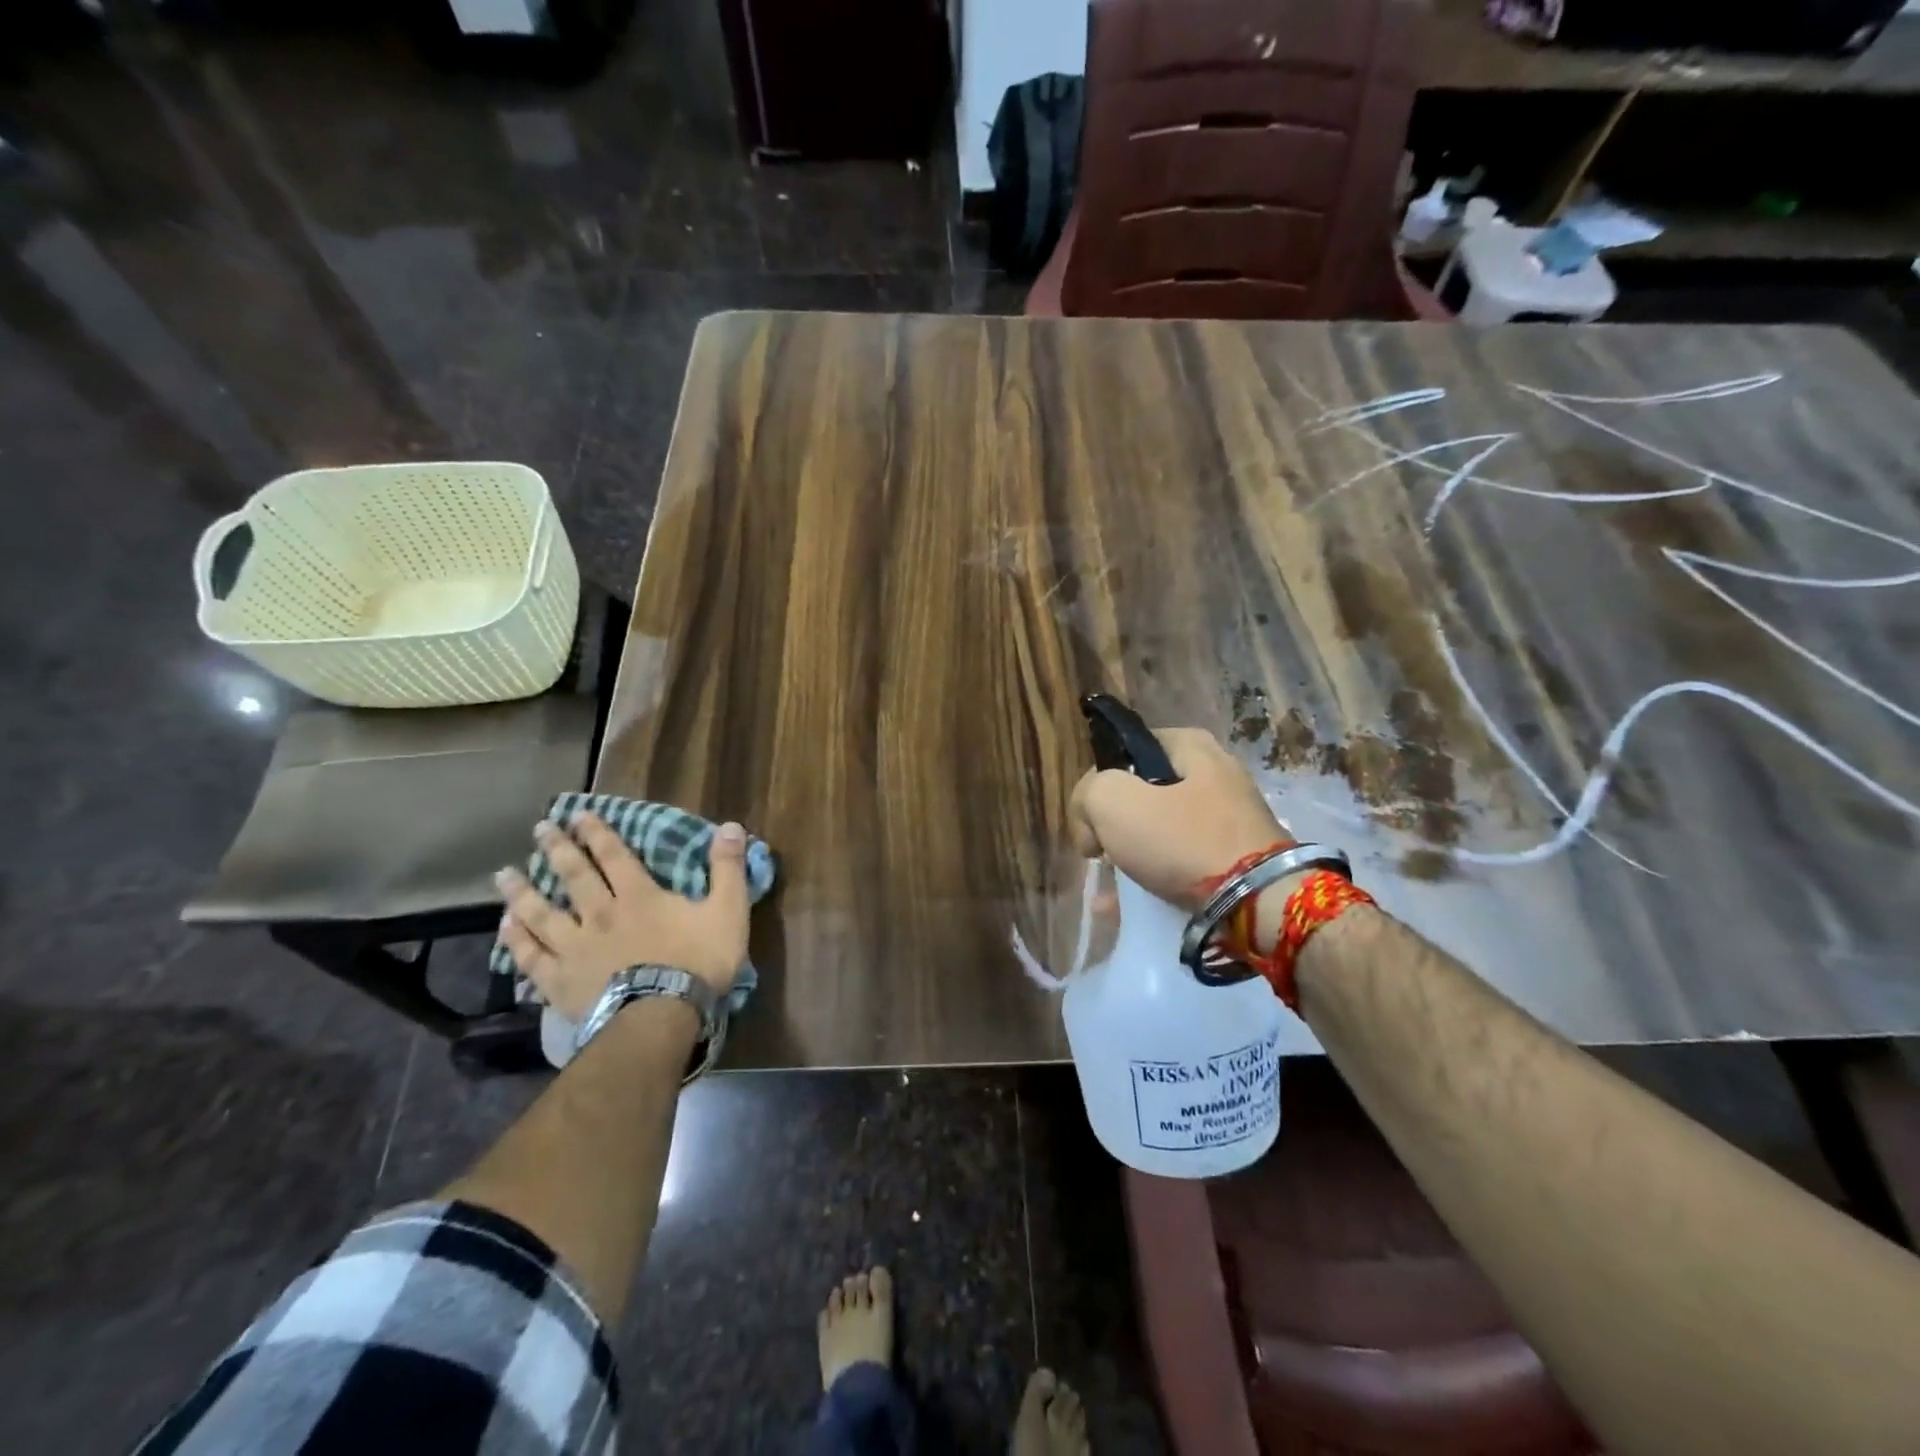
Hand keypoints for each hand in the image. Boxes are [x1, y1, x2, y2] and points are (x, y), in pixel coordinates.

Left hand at [495, 813, 750, 1021]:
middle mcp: (600, 914)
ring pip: (541, 914)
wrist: (659, 1018)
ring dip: (522, 892)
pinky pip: (531, 958)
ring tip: (504, 875)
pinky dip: (516, 942)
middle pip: (574, 876)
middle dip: (557, 849)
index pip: (615, 856)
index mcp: (639, 896)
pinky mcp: (560, 983)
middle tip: (539, 828)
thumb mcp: (728, 911)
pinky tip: (505, 928)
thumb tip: (732, 826)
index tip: (579, 814)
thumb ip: (728, 868)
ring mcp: (575, 949)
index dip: (598, 833)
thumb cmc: (697, 963)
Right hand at [1069, 727, 1290, 906]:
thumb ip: (1087, 793)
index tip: (1089, 817)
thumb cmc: (1181, 840)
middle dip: (1113, 824)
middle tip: (1099, 851)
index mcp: (1191, 746)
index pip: (1126, 750)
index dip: (1098, 781)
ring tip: (1110, 890)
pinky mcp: (1238, 857)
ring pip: (1160, 831)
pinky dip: (1154, 879)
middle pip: (1142, 792)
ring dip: (1129, 856)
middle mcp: (1215, 773)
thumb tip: (1091, 817)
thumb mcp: (1112, 801)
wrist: (1256, 902)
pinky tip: (1127, 907)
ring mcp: (1230, 817)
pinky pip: (1182, 862)